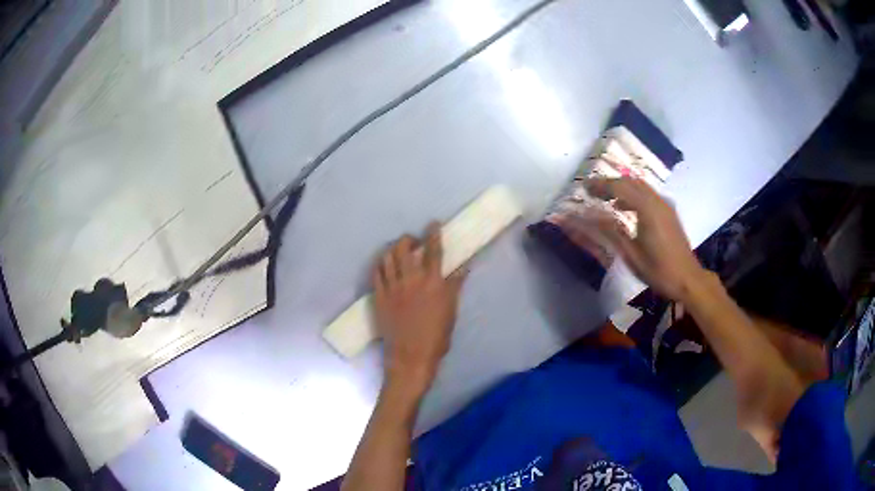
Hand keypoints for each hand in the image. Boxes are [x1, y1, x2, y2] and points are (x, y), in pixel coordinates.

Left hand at [372, 223, 466, 393]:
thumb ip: (455, 287)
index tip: (433, 224)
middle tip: (413, 241)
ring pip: (388, 257)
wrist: (410, 357)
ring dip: (393, 249)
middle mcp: (411, 279)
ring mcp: (392, 287)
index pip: (433, 250)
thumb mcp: (451, 311)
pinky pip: (376, 273)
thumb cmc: (436, 337)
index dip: (433, 234)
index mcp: (433, 282)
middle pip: (405, 248)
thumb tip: (463, 268)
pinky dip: (381, 264)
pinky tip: (385, 265)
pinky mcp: (379, 296)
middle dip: (409, 239)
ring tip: (398, 251)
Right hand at [557, 176, 705, 300]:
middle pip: (630, 182)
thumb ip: (610, 231)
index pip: (620, 188)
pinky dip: (633, 195)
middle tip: (592, 191)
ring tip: (606, 198)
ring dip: (622, 188)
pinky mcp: (669, 212)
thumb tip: (589, 216)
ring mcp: (665, 205)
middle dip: (610, 183)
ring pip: (640, 186)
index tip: (584, 188)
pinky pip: (648, 194)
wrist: (688, 280)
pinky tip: (626, 208)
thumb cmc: (658, 271)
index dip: (600, 186)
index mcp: (647, 209)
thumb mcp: (631, 254)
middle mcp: (657, 201)